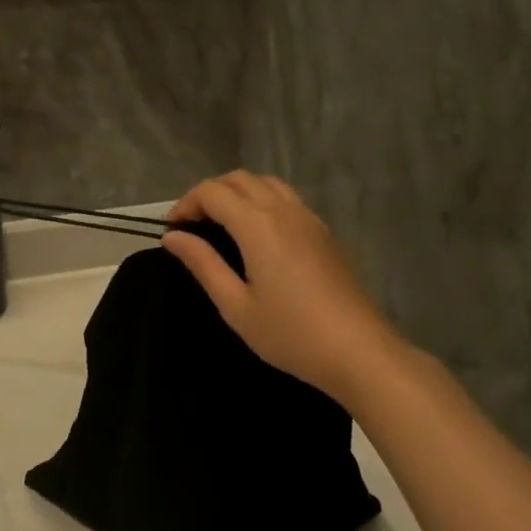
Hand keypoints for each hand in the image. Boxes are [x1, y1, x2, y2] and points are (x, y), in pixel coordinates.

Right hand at [162, 172, 406, 403]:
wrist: (358, 351)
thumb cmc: (290, 333)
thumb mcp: (236, 305)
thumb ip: (203, 264)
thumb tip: (172, 237)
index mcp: (257, 225)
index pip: (212, 192)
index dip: (186, 203)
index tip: (172, 229)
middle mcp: (283, 210)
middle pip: (239, 179)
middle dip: (209, 193)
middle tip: (192, 225)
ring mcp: (308, 218)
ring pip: (266, 183)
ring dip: (237, 193)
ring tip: (222, 224)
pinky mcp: (324, 232)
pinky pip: (287, 199)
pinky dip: (262, 201)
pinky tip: (257, 234)